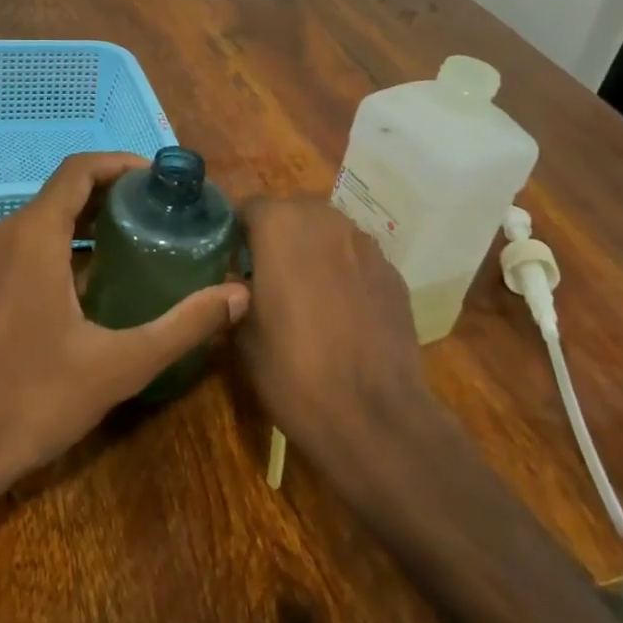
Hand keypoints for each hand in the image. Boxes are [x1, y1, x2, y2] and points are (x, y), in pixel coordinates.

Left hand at [0, 152, 249, 498]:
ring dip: (86, 220)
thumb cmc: (33, 401)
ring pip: (41, 219)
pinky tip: (91, 279)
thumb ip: (183, 326)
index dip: (120, 164)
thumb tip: (239, 295)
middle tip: (159, 213)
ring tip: (135, 240)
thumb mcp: (119, 365)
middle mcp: (2, 235)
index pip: (78, 170)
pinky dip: (61, 244)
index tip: (159, 180)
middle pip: (62, 192)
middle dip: (111, 194)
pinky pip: (24, 245)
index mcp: (32, 237)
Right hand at [235, 197, 434, 461]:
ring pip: (328, 234)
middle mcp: (326, 220)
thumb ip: (234, 295)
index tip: (229, 262)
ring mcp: (366, 244)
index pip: (248, 207)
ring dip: (312, 252)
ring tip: (304, 295)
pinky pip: (357, 260)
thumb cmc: (292, 369)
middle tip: (264, 277)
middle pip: (292, 214)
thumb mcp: (241, 335)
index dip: (235, 233)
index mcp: (281, 226)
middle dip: (277, 237)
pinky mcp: (393, 273)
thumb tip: (237, 286)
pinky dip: (344, 274)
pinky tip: (341, 313)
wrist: (372, 414)